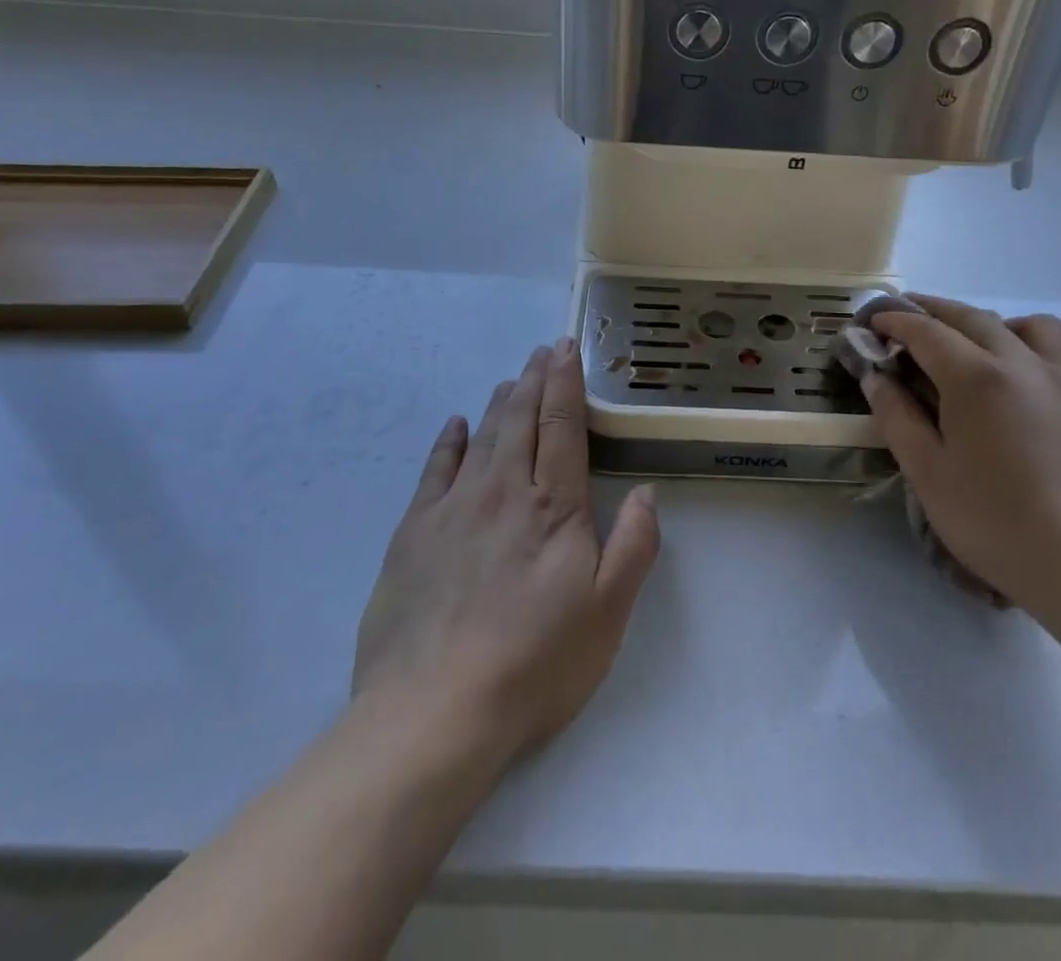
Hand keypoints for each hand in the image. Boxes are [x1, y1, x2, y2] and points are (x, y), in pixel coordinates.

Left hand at [352, 339, 660, 766]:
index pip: (561, 425)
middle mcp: (503, 491)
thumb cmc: (534, 663)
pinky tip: (455, 424)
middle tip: (542, 350)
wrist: (434, 711)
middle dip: (534, 379)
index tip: (566, 348)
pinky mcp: (413, 532)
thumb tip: (647, 493)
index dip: (565, 383)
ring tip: (510, 379)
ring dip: (499, 403)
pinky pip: (434, 470)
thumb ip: (634, 546)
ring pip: (482, 437)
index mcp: (553, 507)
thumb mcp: (607, 613)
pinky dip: (448, 441)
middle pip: (520, 419)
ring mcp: (454, 508)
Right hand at [860, 295, 1060, 617]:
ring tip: (959, 345)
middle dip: (929, 311)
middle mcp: (1019, 362)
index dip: (893, 322)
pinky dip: (1018, 337)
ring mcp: (1056, 377)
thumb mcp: (927, 472)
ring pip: (1016, 322)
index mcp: (976, 377)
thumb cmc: (994, 521)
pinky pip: (1048, 344)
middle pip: (968, 316)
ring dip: (979, 321)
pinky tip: (1005, 373)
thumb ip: (896, 416)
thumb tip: (875, 377)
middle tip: (898, 322)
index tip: (869, 324)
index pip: (926, 331)